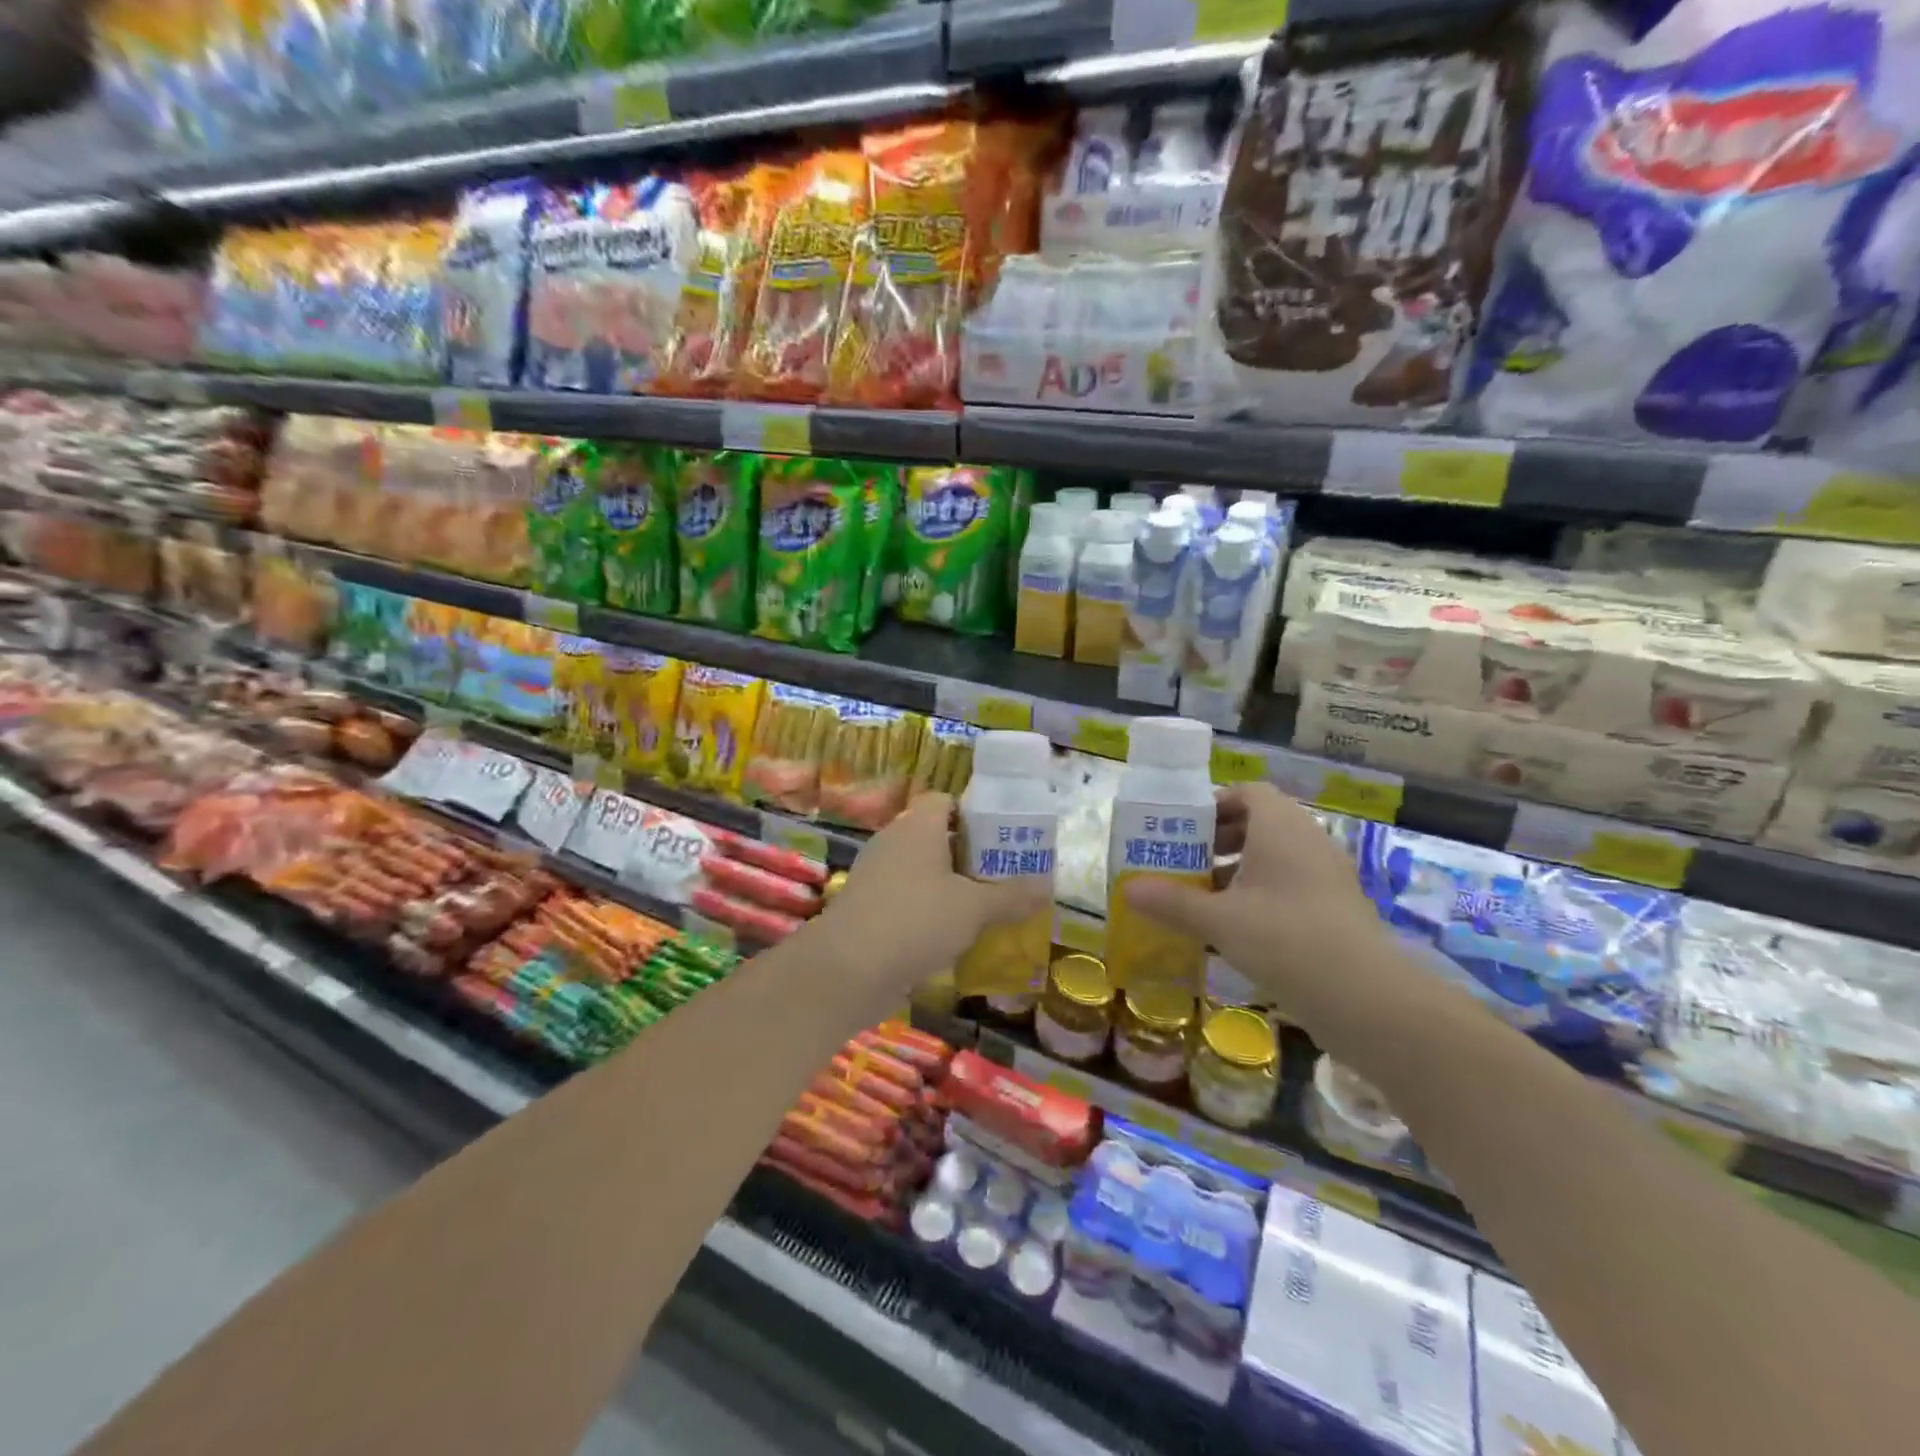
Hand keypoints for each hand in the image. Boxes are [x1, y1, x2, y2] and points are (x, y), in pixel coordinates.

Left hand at [815, 792, 1049, 1018]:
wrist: (846, 969)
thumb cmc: (916, 920)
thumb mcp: (974, 908)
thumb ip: (1012, 896)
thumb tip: (1048, 887)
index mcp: (918, 826)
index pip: (945, 801)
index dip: (974, 814)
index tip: (1002, 837)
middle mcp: (893, 842)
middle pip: (935, 837)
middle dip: (968, 855)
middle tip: (1003, 875)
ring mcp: (875, 876)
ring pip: (920, 872)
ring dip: (948, 887)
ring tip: (984, 908)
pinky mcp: (866, 909)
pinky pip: (905, 900)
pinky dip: (927, 913)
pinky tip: (951, 938)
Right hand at [1123, 782, 1403, 1035]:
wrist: (1366, 997)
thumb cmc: (1284, 938)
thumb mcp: (1219, 920)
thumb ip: (1172, 902)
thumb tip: (1127, 889)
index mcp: (1280, 827)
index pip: (1248, 793)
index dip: (1215, 805)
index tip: (1185, 830)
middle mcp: (1308, 840)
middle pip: (1261, 823)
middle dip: (1221, 840)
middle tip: (1188, 863)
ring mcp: (1328, 875)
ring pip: (1277, 857)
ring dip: (1240, 870)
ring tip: (1206, 899)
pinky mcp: (1337, 908)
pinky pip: (1293, 884)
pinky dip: (1263, 895)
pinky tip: (1238, 929)